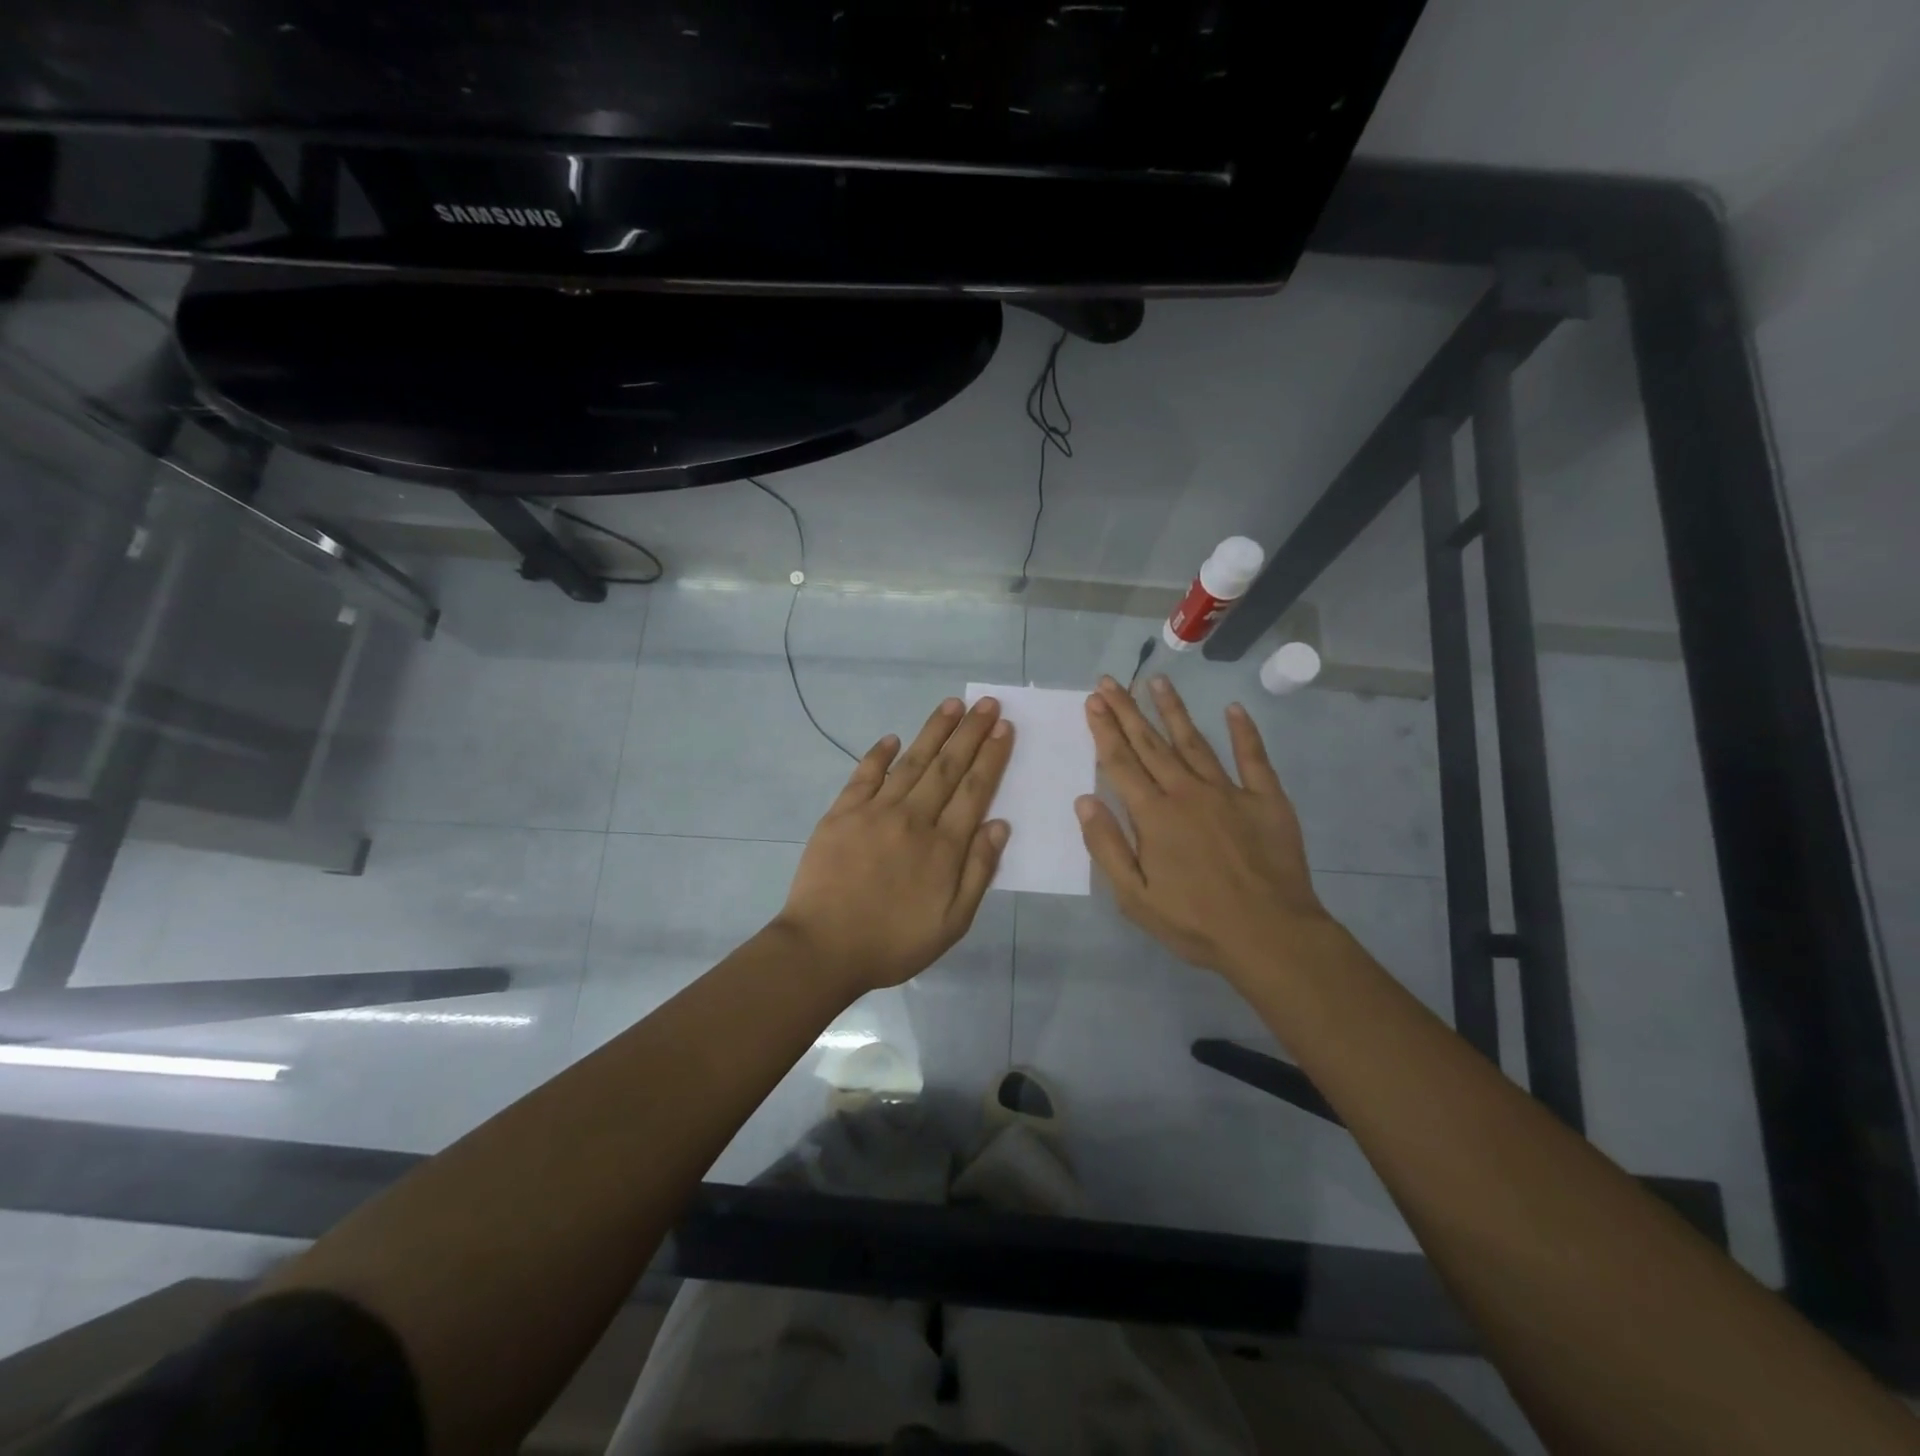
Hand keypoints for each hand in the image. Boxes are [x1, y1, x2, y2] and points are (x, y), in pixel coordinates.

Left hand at [775, 696, 1012, 996]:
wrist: (824, 948)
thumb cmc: (894, 942)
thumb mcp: (952, 922)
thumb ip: (978, 871)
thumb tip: (999, 824)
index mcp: (943, 846)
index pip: (974, 790)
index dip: (991, 756)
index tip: (1003, 728)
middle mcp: (913, 818)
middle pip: (947, 767)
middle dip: (970, 732)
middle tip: (986, 703)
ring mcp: (874, 811)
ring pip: (911, 762)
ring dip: (934, 731)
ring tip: (952, 705)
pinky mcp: (841, 813)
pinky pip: (864, 775)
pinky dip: (879, 754)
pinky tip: (892, 738)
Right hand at [1076, 675, 1331, 981]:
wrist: (1271, 937)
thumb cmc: (1195, 922)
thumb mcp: (1135, 897)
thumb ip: (1107, 846)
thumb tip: (1084, 800)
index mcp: (1154, 815)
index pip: (1121, 763)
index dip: (1104, 730)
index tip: (1092, 701)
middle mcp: (1187, 792)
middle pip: (1151, 744)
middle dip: (1127, 710)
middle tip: (1110, 681)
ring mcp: (1229, 792)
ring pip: (1194, 741)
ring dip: (1173, 710)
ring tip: (1156, 680)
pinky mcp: (1266, 800)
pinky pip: (1253, 757)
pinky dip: (1244, 731)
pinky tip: (1234, 708)